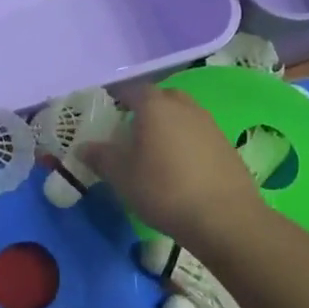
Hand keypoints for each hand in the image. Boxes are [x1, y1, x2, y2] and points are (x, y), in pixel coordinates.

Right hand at [82, 82, 262, 245]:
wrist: (224, 218)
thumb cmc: (163, 189)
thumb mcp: (121, 175)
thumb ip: (100, 156)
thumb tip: (82, 147)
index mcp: (155, 105)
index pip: (131, 89)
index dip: (117, 97)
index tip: (106, 109)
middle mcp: (184, 106)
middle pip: (161, 97)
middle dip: (145, 108)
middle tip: (130, 128)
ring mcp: (209, 124)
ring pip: (182, 115)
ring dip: (168, 125)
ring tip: (154, 149)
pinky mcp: (226, 145)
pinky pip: (198, 134)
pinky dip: (186, 142)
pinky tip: (180, 167)